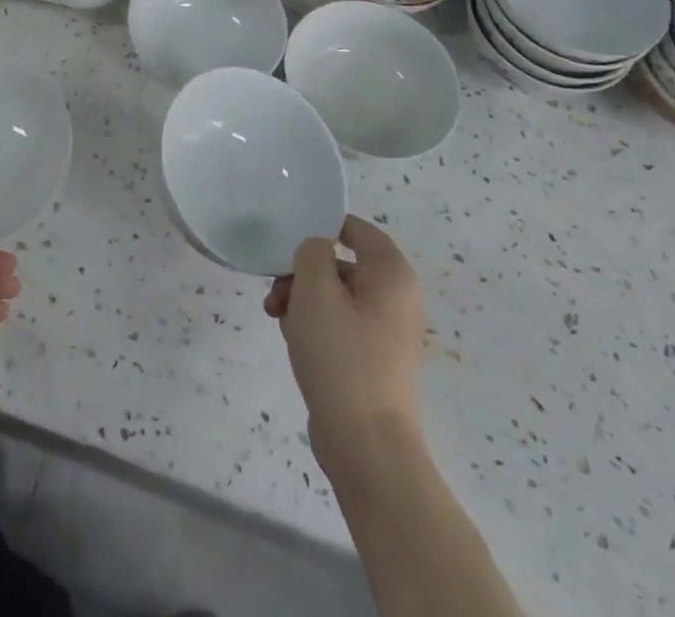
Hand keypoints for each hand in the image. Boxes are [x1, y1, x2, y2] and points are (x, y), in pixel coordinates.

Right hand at [264, 216, 426, 473]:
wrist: (367, 447)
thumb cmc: (342, 357)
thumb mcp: (315, 290)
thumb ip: (311, 252)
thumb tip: (318, 250)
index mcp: (392, 274)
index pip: (356, 228)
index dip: (321, 228)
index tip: (288, 245)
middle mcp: (398, 298)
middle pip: (341, 264)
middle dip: (302, 275)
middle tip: (276, 295)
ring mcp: (389, 333)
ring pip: (336, 297)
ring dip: (303, 303)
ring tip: (280, 324)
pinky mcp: (376, 361)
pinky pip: (342, 327)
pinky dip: (316, 329)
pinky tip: (296, 345)